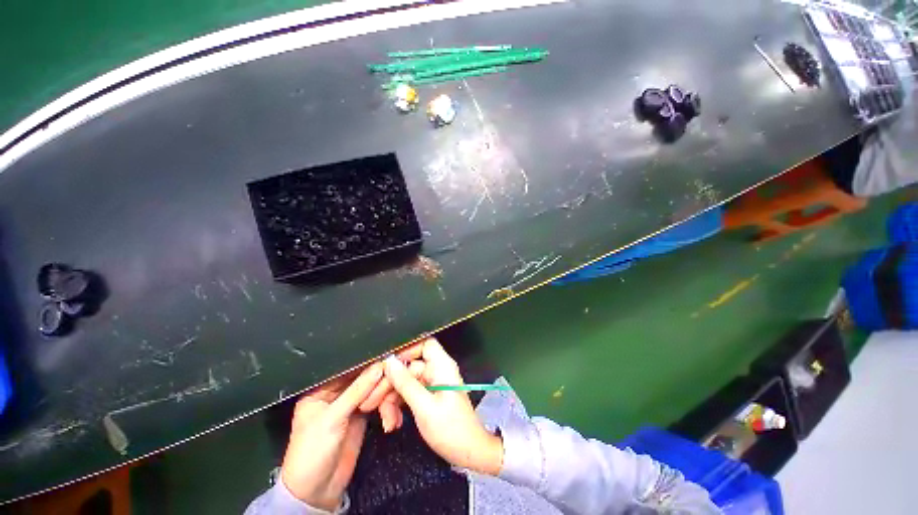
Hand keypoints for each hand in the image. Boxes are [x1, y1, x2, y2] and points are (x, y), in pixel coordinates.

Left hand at [280, 364, 382, 510]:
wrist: (317, 491)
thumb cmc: (311, 454)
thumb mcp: (332, 419)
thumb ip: (357, 391)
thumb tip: (378, 367)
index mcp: (322, 389)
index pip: (348, 368)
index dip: (368, 364)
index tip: (387, 362)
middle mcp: (338, 393)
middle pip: (366, 377)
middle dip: (380, 385)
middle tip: (390, 391)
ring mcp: (352, 404)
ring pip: (375, 389)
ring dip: (386, 399)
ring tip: (389, 414)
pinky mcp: (363, 415)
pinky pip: (380, 403)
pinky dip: (388, 409)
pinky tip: (390, 419)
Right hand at [383, 338, 502, 475]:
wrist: (468, 453)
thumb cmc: (451, 429)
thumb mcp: (424, 407)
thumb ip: (406, 383)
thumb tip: (389, 361)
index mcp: (441, 366)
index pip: (424, 345)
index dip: (405, 351)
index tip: (386, 367)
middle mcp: (436, 371)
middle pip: (408, 367)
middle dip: (389, 385)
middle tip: (370, 403)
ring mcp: (432, 384)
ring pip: (405, 383)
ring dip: (392, 400)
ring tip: (386, 422)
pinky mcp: (428, 397)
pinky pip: (409, 395)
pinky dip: (399, 407)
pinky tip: (393, 423)